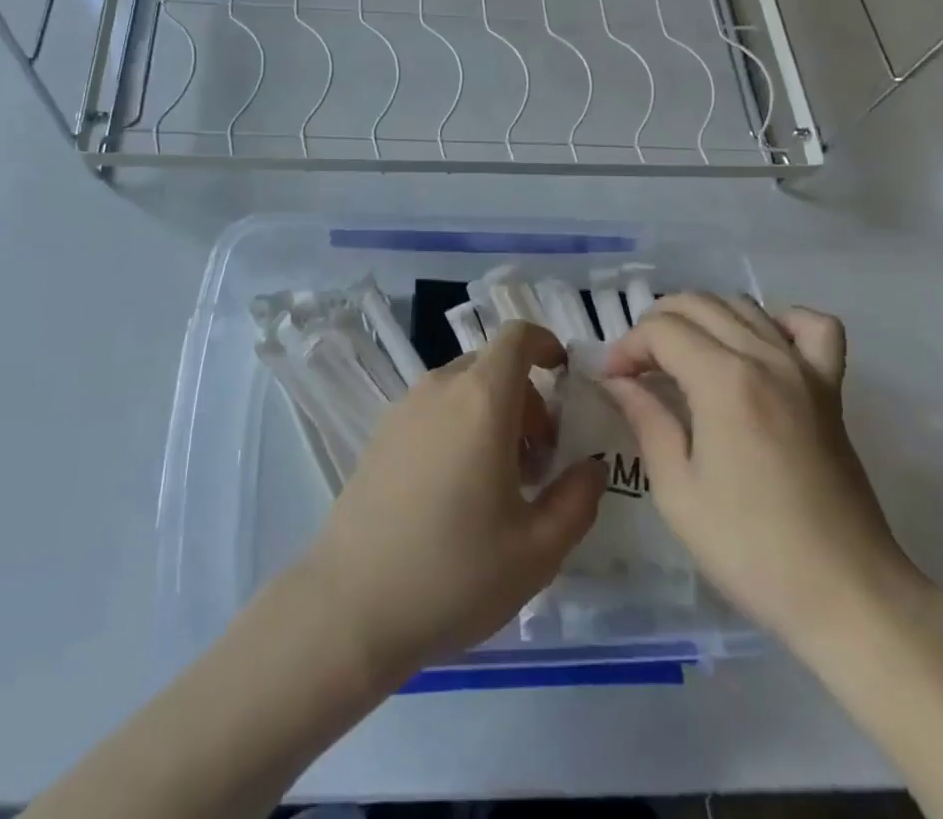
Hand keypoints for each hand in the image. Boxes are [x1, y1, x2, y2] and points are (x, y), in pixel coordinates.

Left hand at [298, 320, 604, 681]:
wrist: (350, 607)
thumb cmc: (454, 573)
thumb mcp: (537, 550)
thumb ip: (577, 499)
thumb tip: (591, 467)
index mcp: (482, 399)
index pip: (517, 336)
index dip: (546, 344)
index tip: (565, 380)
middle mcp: (440, 388)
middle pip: (493, 366)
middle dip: (527, 398)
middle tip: (539, 461)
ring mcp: (404, 408)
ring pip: (462, 388)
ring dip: (492, 415)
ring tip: (500, 483)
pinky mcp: (380, 434)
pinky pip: (433, 409)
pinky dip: (459, 426)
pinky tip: (456, 491)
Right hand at [602, 293, 927, 662]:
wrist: (847, 596)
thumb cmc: (751, 549)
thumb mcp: (678, 491)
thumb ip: (646, 420)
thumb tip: (616, 382)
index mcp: (724, 380)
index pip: (661, 330)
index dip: (627, 348)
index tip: (613, 382)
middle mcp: (765, 357)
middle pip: (697, 305)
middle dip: (656, 326)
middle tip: (639, 370)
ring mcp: (804, 368)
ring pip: (743, 305)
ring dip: (703, 319)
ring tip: (684, 358)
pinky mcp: (831, 388)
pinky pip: (812, 326)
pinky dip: (779, 321)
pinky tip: (759, 347)